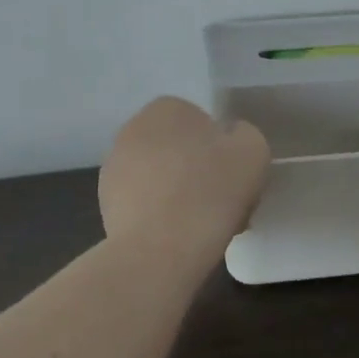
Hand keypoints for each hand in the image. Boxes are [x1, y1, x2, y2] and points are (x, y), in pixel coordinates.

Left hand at [99, 97, 270, 251]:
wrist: (160, 249)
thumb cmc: (211, 189)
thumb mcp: (253, 150)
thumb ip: (244, 135)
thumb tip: (230, 140)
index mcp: (166, 108)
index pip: (203, 123)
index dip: (223, 150)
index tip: (236, 177)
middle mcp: (132, 129)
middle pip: (180, 150)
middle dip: (199, 172)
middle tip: (224, 203)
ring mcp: (114, 167)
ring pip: (162, 178)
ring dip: (181, 195)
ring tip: (203, 227)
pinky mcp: (105, 204)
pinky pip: (146, 205)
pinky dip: (161, 217)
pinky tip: (180, 239)